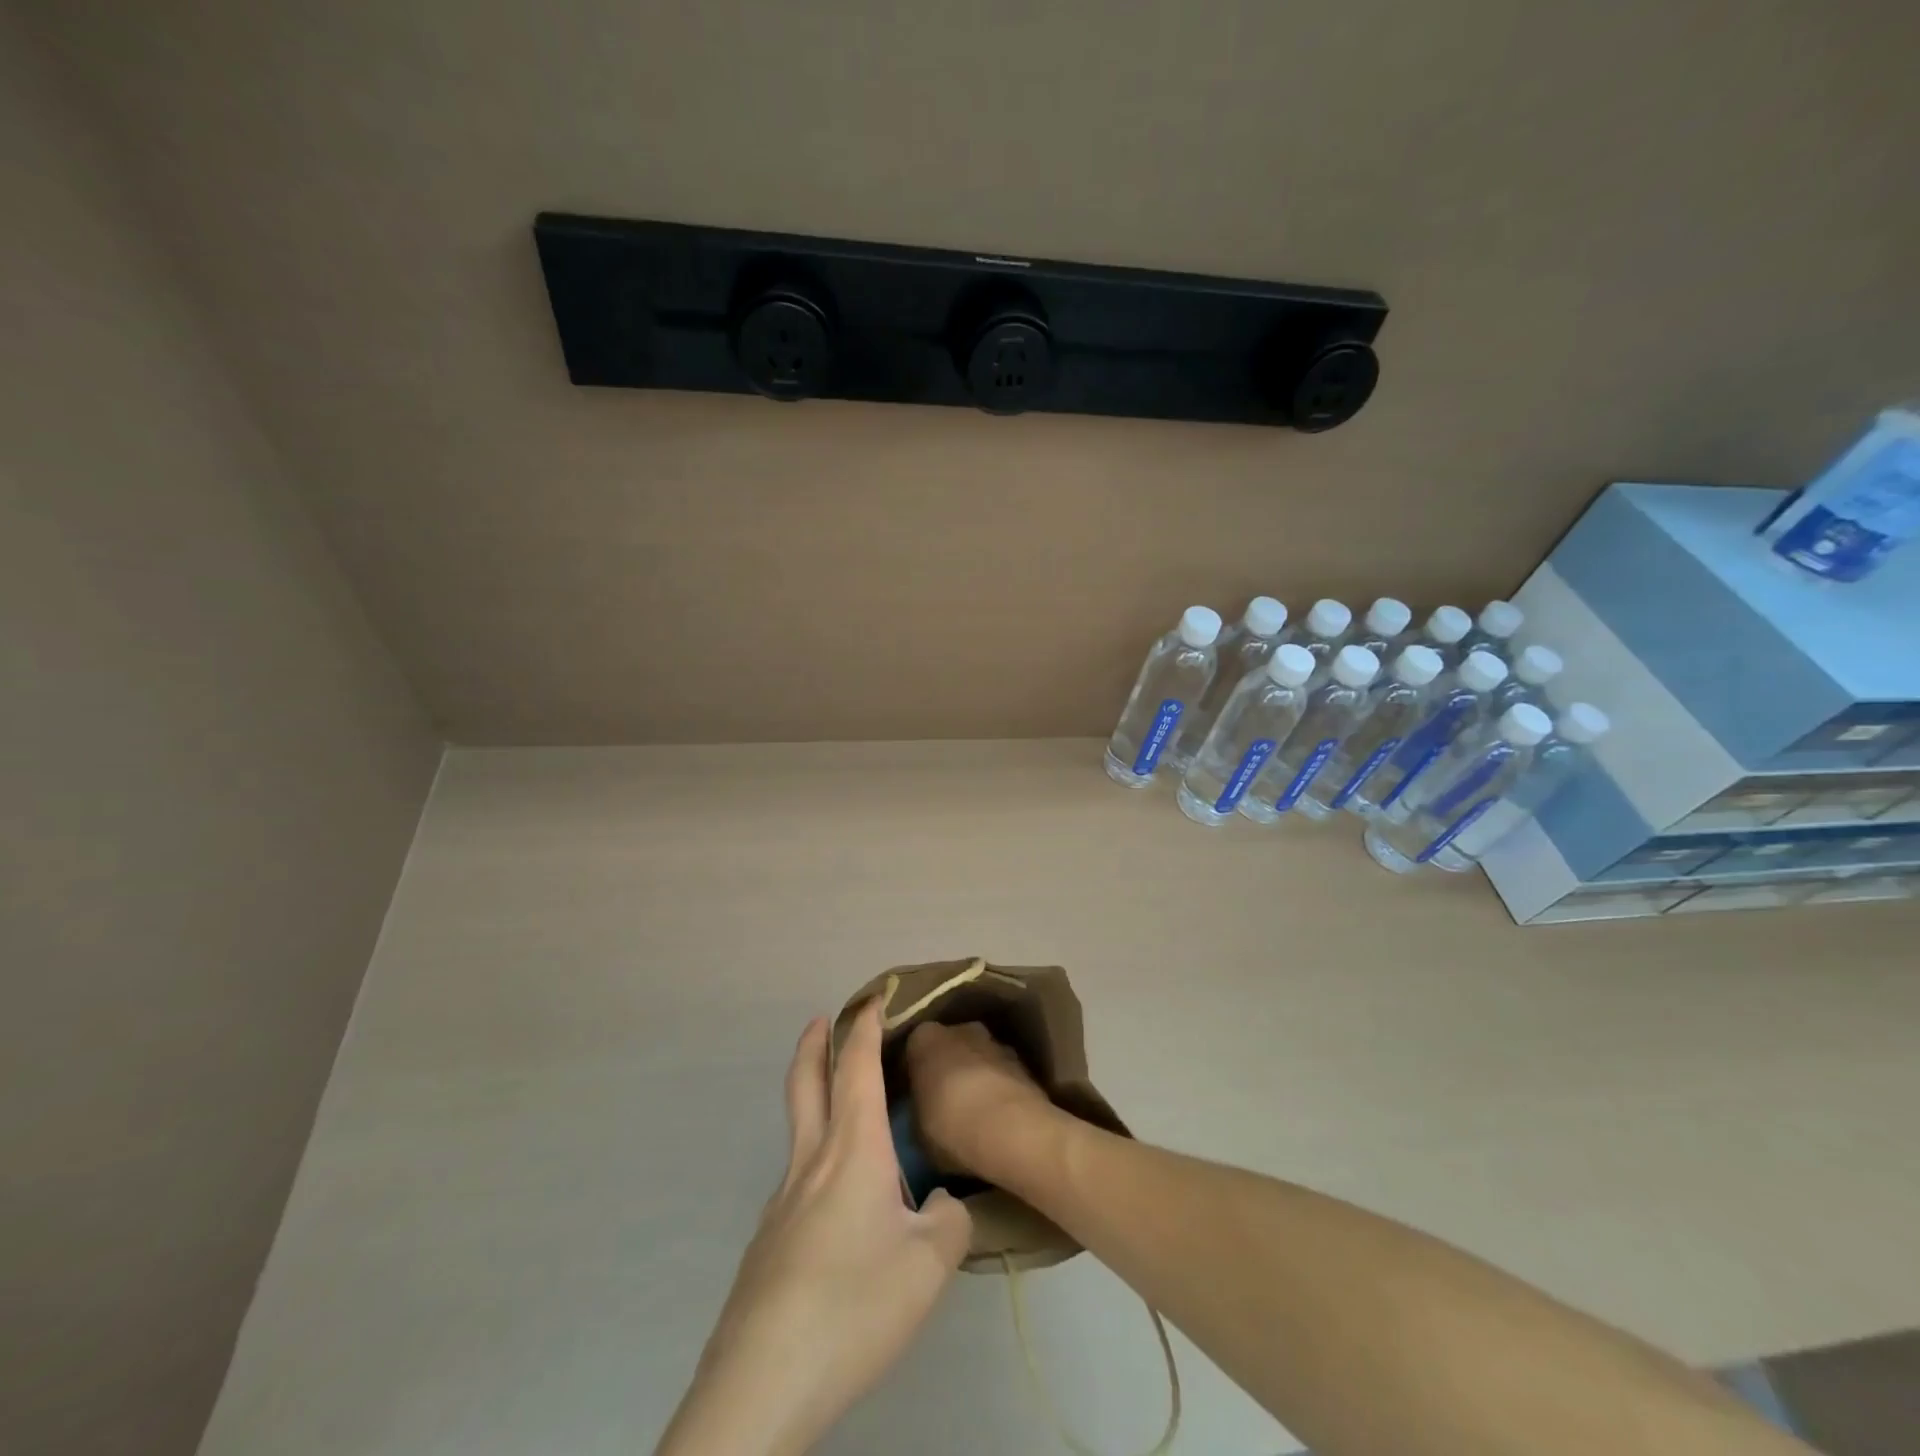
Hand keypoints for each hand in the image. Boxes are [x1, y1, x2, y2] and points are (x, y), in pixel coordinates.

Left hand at [656, 1002, 971, 1455]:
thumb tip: (943, 1202)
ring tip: (848, 1113)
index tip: (873, 998)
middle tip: (823, 1018)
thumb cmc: (854, 1304)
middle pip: (805, 1082)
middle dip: (815, 1043)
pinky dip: (818, 1158)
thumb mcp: (930, 1264)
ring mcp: (782, 1201)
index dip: (865, 1027)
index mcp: (852, 1150)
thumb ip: (951, 1219)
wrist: (762, 1382)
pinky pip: (798, 1179)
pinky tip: (840, 1206)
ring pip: (799, 1129)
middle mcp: (811, 1161)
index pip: (857, 1067)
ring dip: (815, 1098)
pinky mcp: (768, 1240)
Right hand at [904, 1021, 1057, 1181]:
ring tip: (973, 1113)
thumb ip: (918, 1110)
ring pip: (978, 1058)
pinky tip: (996, 1118)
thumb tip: (924, 1112)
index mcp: (924, 1038)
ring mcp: (995, 1042)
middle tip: (942, 1102)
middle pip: (949, 1047)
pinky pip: (1001, 1074)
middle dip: (947, 1069)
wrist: (1011, 1129)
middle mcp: (960, 1028)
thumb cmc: (949, 1125)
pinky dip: (998, 1090)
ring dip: (975, 1078)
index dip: (912, 1074)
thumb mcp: (916, 1129)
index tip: (912, 1096)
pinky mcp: (1023, 1062)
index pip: (912, 1050)